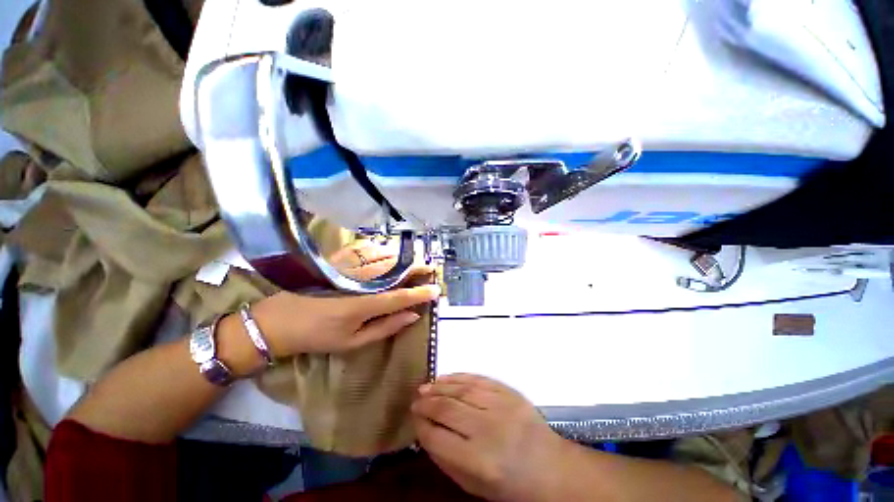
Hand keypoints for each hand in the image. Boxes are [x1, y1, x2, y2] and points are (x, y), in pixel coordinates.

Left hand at [251, 241, 438, 356]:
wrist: (278, 321)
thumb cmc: (317, 336)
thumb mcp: (352, 342)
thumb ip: (385, 327)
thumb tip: (411, 316)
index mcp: (363, 306)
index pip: (400, 297)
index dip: (420, 294)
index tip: (436, 290)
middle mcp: (359, 283)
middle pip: (395, 272)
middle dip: (416, 269)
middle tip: (430, 270)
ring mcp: (348, 269)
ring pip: (383, 258)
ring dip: (403, 259)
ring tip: (416, 263)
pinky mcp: (338, 262)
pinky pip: (366, 251)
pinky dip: (383, 251)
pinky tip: (391, 254)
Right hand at [412, 374, 569, 501]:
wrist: (551, 468)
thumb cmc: (510, 484)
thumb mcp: (474, 485)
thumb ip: (446, 459)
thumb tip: (425, 429)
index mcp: (479, 462)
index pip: (437, 438)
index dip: (421, 425)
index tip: (413, 418)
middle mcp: (489, 430)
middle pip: (448, 410)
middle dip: (426, 403)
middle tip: (415, 400)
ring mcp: (502, 407)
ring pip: (462, 390)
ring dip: (440, 386)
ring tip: (426, 386)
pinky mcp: (510, 392)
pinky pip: (479, 379)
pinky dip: (459, 377)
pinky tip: (446, 377)